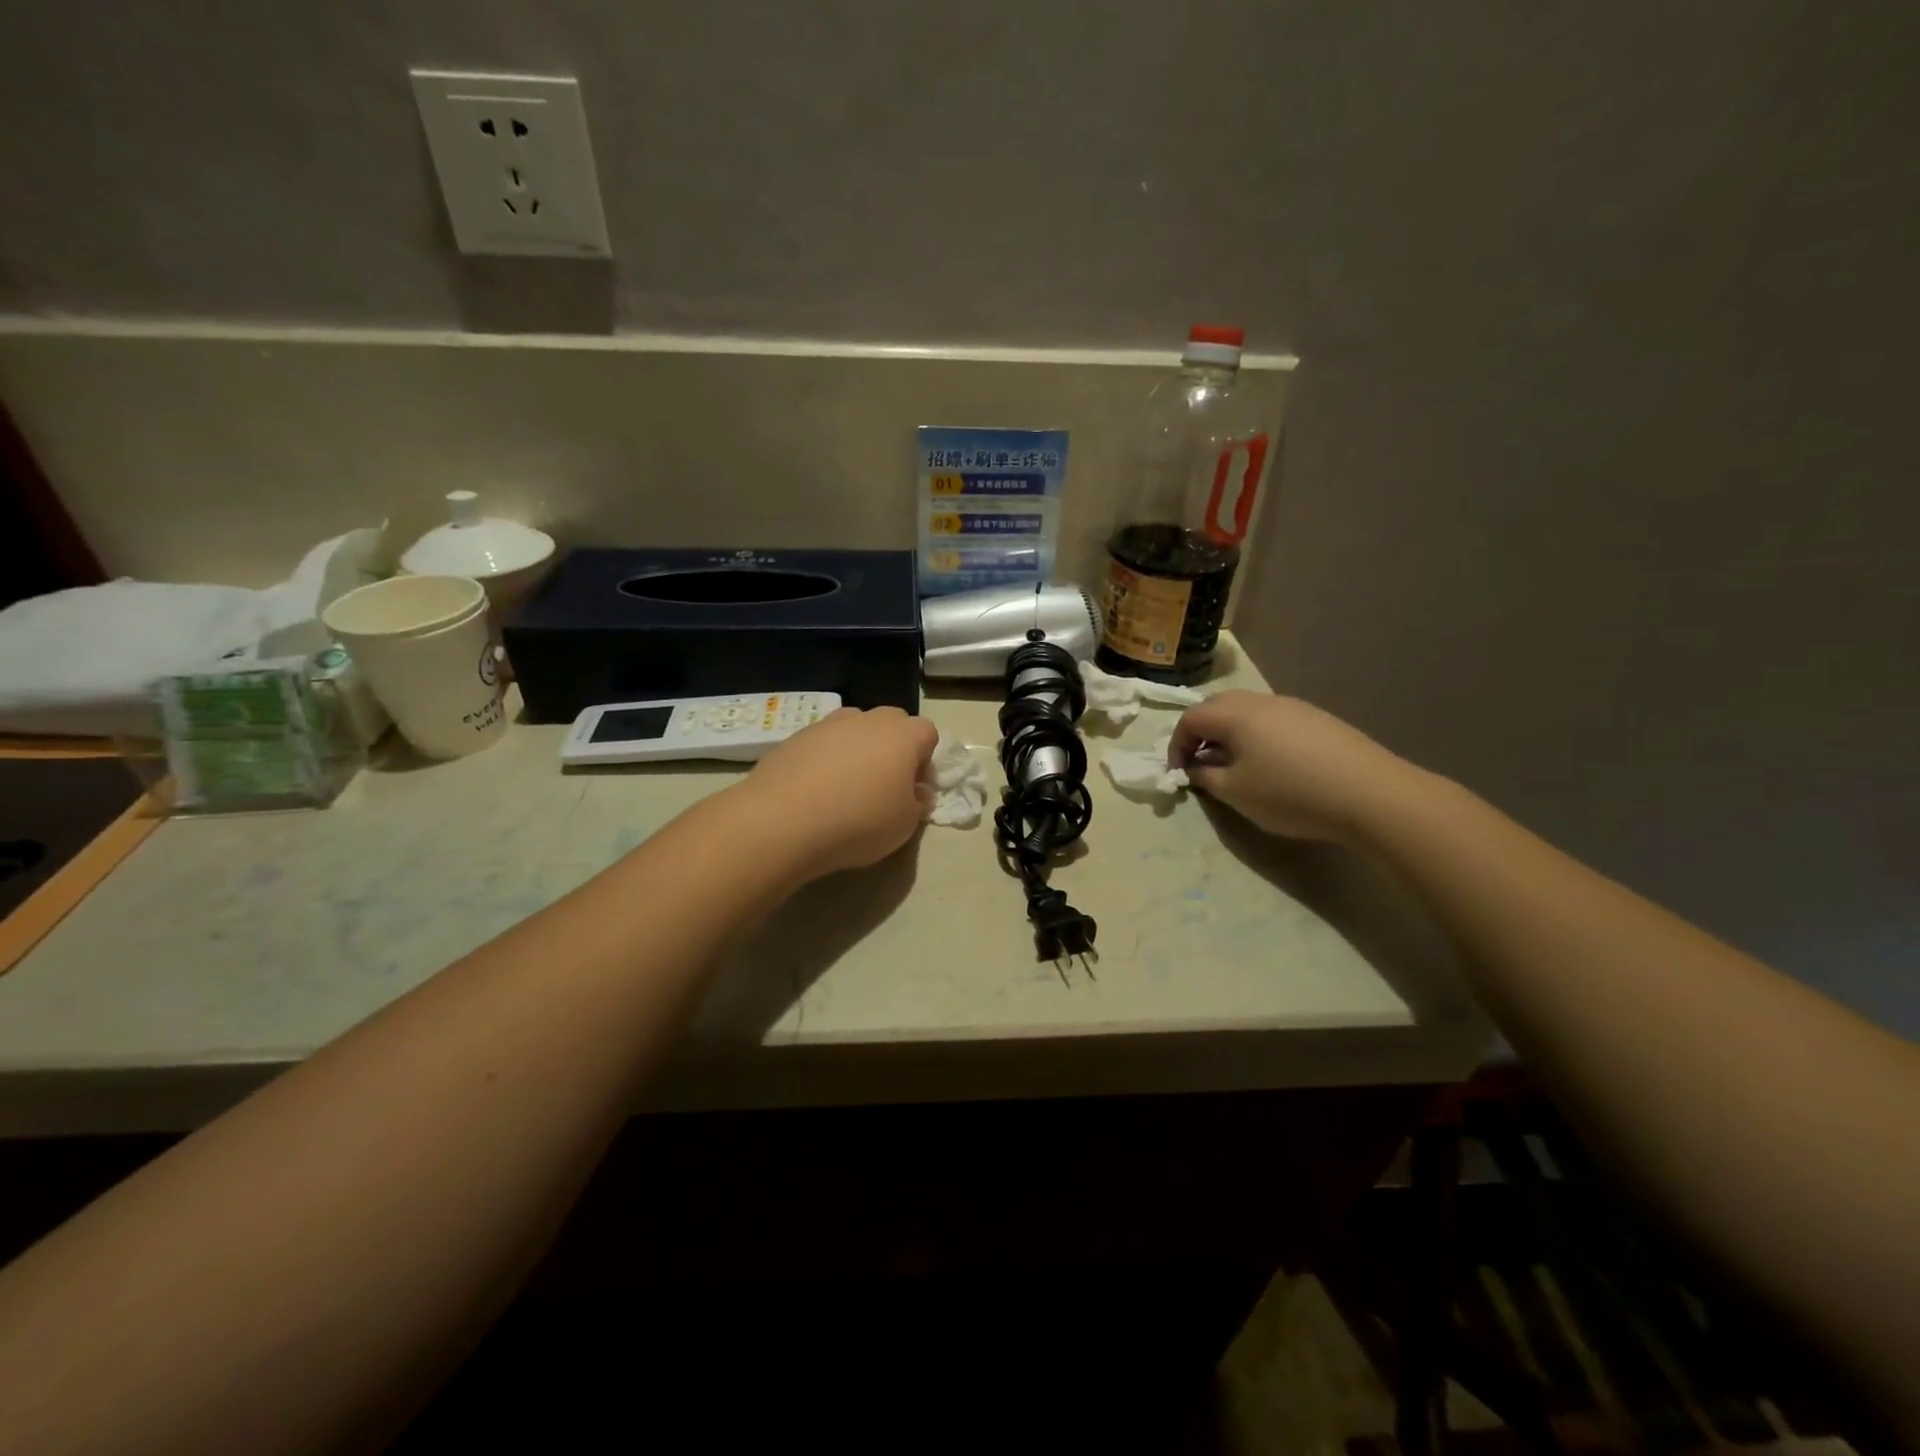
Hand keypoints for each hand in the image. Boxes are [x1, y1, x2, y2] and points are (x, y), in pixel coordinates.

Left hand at [742, 707, 938, 877]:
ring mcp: (828, 725)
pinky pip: (821, 744)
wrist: (783, 821)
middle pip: (891, 723)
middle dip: (893, 749)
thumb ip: (917, 803)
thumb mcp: (905, 825)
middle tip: (883, 786)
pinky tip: (815, 792)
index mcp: (902, 735)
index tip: (914, 792)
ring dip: (857, 751)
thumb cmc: (859, 822)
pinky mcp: (794, 737)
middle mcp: (867, 720)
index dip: (925, 762)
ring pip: (853, 729)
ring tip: (846, 788)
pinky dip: (825, 761)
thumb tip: (915, 792)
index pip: (927, 733)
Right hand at [1168, 691, 1420, 845]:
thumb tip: (1196, 767)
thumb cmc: (1290, 793)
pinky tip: (1272, 766)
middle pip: (1218, 706)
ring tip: (1234, 767)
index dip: (1176, 745)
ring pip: (1248, 712)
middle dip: (1201, 733)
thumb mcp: (1235, 793)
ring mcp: (1294, 707)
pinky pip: (1274, 721)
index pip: (1190, 718)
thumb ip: (1205, 776)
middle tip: (1200, 763)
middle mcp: (1262, 701)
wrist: (1370, 794)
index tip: (1178, 773)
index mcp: (1236, 714)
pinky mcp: (1319, 720)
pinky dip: (1258, 737)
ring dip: (1230, 734)